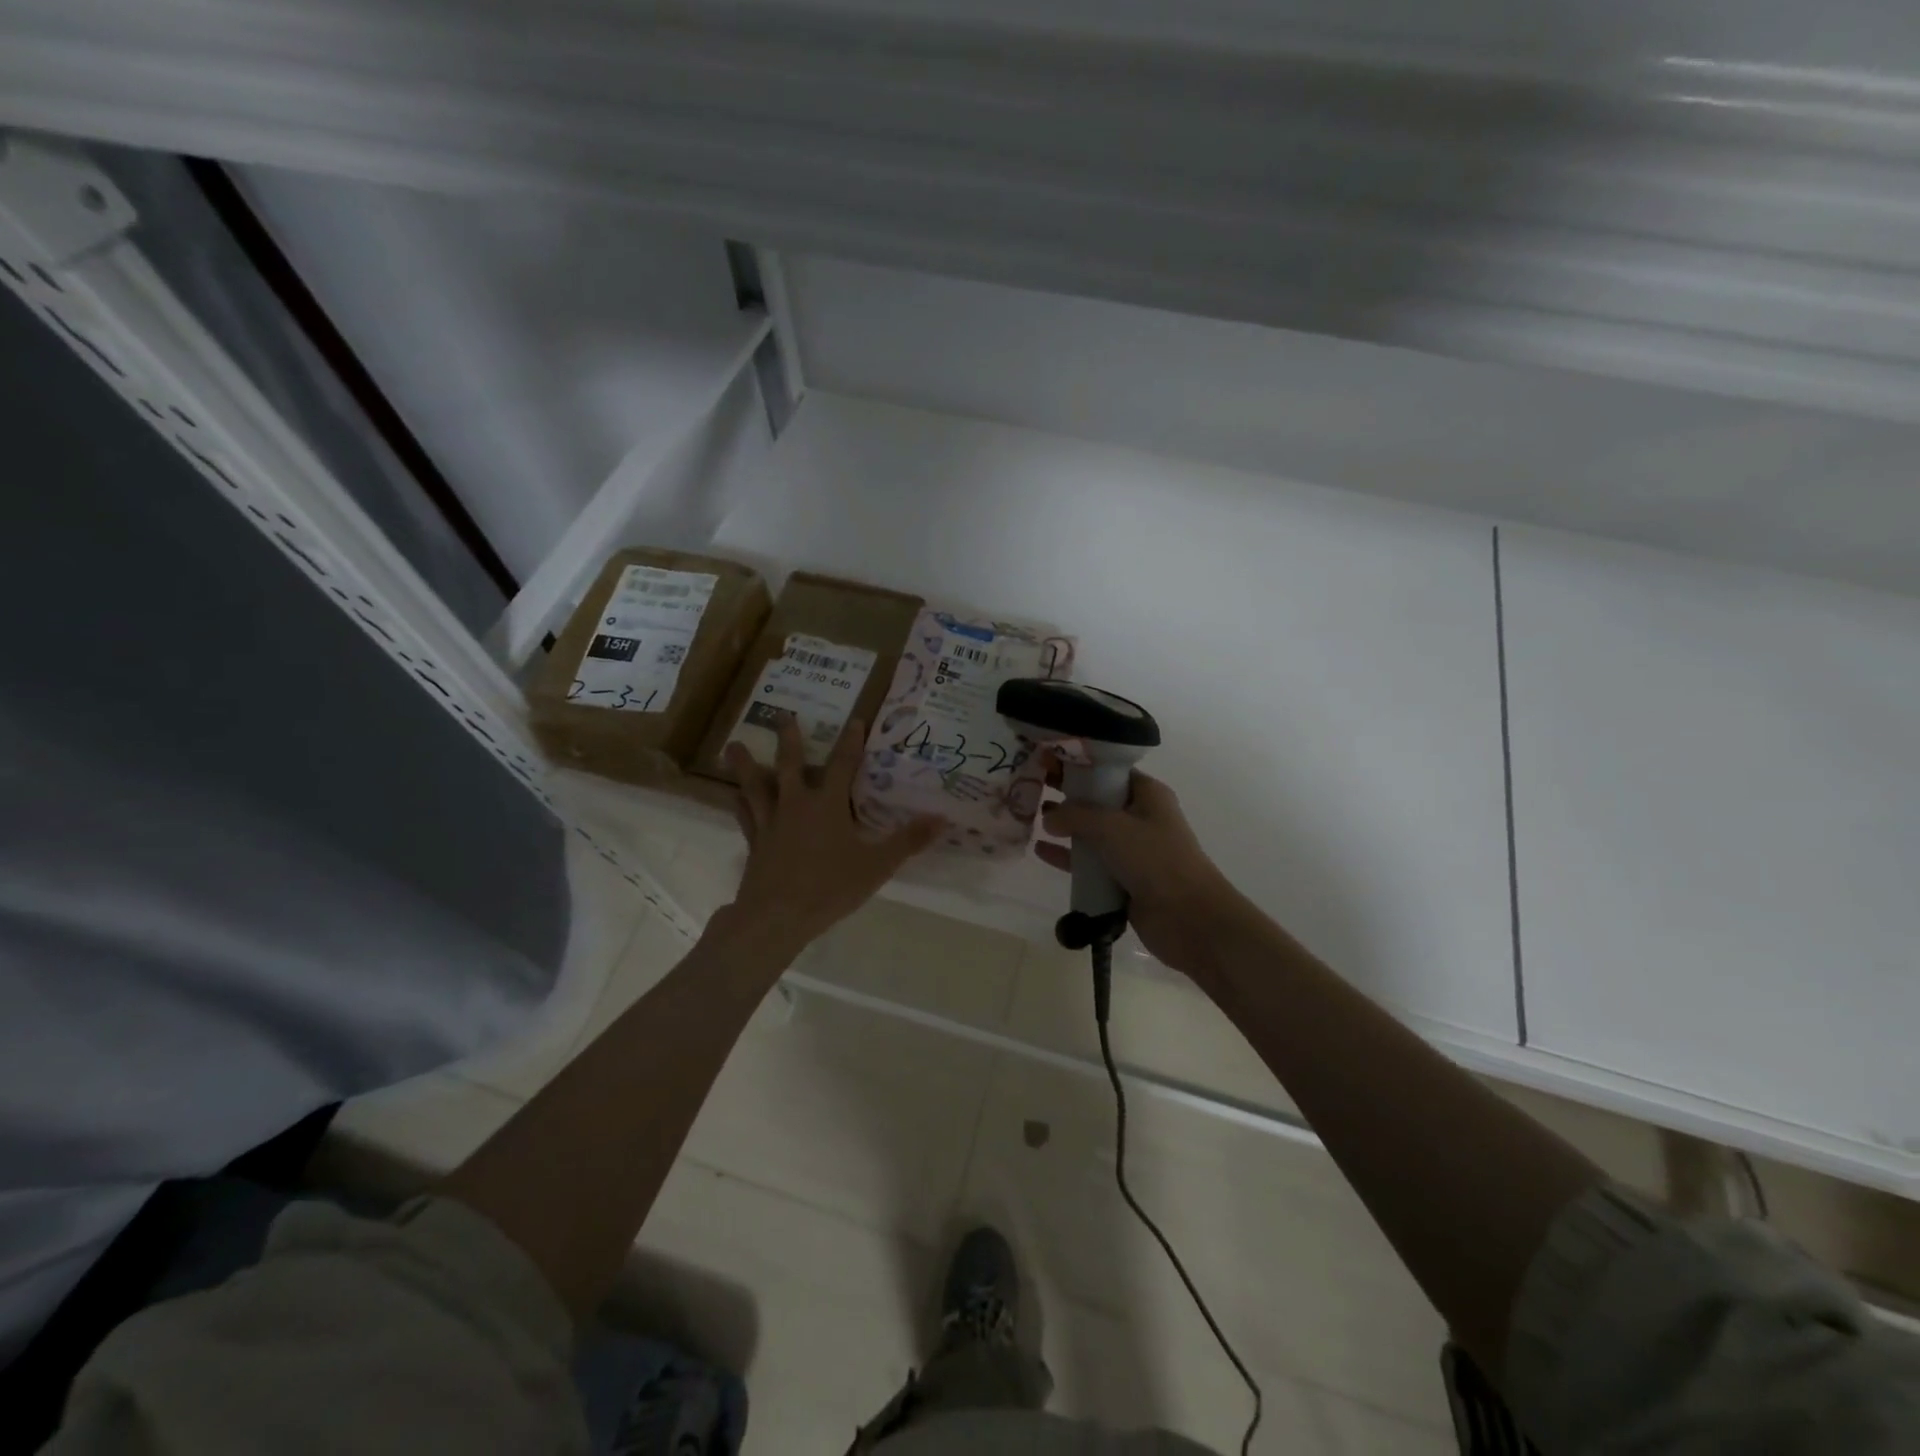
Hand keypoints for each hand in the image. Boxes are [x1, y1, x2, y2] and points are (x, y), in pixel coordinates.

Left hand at [721, 715, 942, 959]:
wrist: (777, 916)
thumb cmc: (830, 887)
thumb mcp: (877, 865)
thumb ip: (908, 841)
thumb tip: (942, 818)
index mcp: (827, 804)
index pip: (842, 764)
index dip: (850, 741)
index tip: (854, 720)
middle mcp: (796, 805)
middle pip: (789, 764)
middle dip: (788, 739)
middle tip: (782, 715)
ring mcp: (771, 823)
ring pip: (756, 787)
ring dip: (746, 765)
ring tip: (733, 746)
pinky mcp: (755, 844)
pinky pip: (746, 818)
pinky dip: (739, 805)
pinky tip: (732, 797)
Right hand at [1036, 771, 1249, 979]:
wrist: (1188, 918)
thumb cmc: (1154, 859)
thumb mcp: (1111, 827)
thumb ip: (1075, 815)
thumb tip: (1048, 816)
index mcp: (1147, 795)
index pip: (1109, 770)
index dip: (1079, 764)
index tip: (1046, 759)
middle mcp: (1140, 818)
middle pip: (1097, 800)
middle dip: (1067, 794)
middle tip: (1032, 785)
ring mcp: (1132, 850)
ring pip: (1091, 832)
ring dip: (1065, 826)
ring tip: (1032, 817)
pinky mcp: (1122, 879)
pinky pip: (1090, 863)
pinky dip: (1068, 857)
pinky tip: (1041, 850)